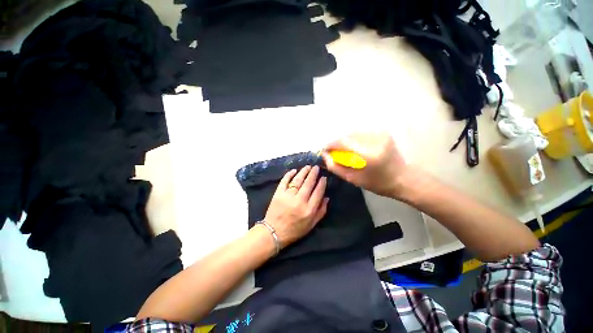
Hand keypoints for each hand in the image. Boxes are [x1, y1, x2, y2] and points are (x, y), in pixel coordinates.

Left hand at [264, 166, 328, 248]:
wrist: (274, 232)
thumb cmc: (295, 230)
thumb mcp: (311, 225)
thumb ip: (321, 211)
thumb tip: (327, 197)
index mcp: (309, 209)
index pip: (318, 192)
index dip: (322, 183)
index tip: (324, 177)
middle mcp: (299, 201)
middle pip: (308, 183)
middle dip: (313, 174)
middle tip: (316, 167)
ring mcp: (288, 196)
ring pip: (298, 180)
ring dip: (303, 172)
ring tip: (308, 167)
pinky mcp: (278, 194)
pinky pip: (284, 181)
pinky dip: (289, 175)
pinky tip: (294, 170)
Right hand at [322, 132, 408, 197]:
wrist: (404, 178)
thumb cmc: (378, 183)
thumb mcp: (353, 179)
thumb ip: (336, 167)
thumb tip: (325, 155)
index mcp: (369, 154)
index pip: (343, 141)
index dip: (330, 144)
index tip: (324, 149)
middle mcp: (375, 139)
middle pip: (348, 134)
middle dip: (337, 142)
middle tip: (333, 151)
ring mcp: (381, 134)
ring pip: (354, 132)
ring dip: (345, 140)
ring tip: (344, 150)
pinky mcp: (383, 132)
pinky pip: (362, 132)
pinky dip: (354, 138)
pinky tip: (355, 147)